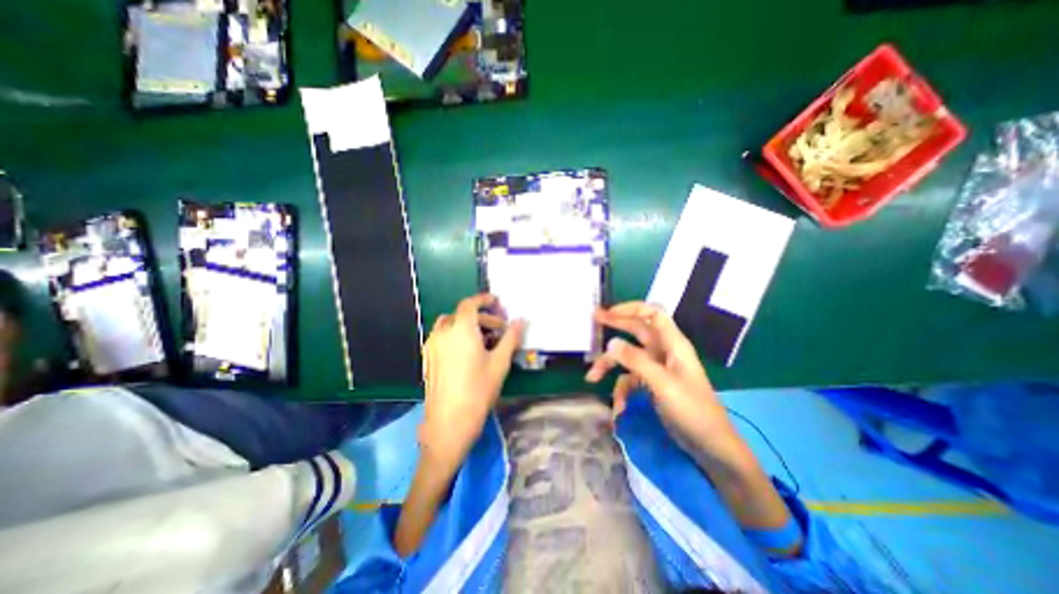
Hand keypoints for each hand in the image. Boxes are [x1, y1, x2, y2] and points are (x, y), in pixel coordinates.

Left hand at [417, 295, 524, 470]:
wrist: (449, 422)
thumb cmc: (478, 390)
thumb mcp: (500, 362)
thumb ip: (511, 337)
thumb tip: (521, 320)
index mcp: (460, 329)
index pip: (470, 304)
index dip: (484, 300)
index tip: (497, 302)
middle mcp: (442, 333)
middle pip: (462, 315)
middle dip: (482, 318)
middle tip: (499, 330)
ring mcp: (432, 346)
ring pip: (450, 325)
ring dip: (467, 326)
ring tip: (484, 341)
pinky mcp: (428, 359)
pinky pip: (442, 338)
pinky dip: (456, 336)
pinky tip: (468, 354)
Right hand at [582, 303, 732, 446]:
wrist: (710, 445)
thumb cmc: (692, 410)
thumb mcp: (662, 383)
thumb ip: (636, 360)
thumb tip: (610, 342)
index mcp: (672, 343)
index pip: (652, 314)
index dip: (630, 308)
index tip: (608, 312)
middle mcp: (664, 350)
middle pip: (637, 329)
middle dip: (615, 325)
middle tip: (593, 320)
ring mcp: (657, 367)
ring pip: (628, 356)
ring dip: (610, 365)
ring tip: (592, 377)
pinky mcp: (652, 383)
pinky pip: (630, 379)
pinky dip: (621, 390)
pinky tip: (618, 407)